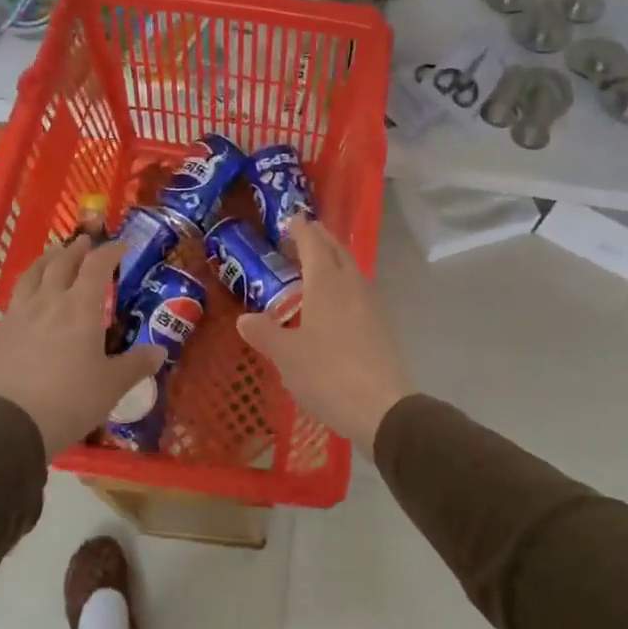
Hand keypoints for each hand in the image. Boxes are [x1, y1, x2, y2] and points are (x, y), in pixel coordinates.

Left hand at [0, 236, 163, 455]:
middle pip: (61, 262)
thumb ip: (136, 365)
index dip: (110, 251)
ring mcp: (19, 314)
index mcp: (81, 307)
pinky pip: (15, 297)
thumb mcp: (112, 386)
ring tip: (54, 255)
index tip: (121, 246)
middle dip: (77, 249)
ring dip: (47, 259)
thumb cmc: (70, 401)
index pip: (97, 266)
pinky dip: (28, 286)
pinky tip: (30, 297)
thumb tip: (160, 351)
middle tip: (86, 242)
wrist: (8, 424)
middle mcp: (49, 301)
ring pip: (32, 274)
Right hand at [236, 216, 412, 450]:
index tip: (291, 219)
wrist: (382, 408)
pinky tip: (335, 302)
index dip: (302, 230)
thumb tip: (245, 318)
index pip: (314, 244)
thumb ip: (265, 333)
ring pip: (352, 270)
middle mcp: (352, 286)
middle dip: (320, 239)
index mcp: (327, 283)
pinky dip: (344, 284)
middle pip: (338, 251)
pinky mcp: (381, 326)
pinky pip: (359, 291)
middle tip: (302, 236)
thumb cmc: (328, 374)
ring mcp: (371, 305)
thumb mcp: (286, 356)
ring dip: (335, 260)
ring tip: (316, 265)